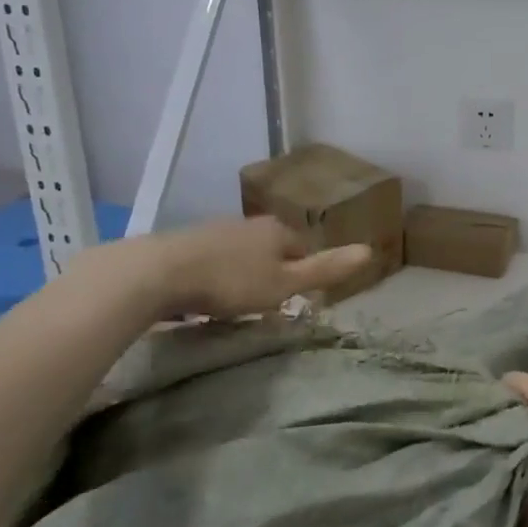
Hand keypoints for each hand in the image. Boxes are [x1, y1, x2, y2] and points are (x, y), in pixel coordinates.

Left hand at [146, 217, 371, 318]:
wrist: (157, 272)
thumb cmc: (230, 281)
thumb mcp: (284, 283)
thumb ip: (325, 269)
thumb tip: (370, 251)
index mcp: (278, 230)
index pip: (303, 248)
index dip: (304, 273)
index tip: (295, 298)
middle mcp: (250, 223)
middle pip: (272, 247)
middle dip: (272, 271)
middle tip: (265, 303)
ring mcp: (216, 229)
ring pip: (241, 252)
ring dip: (242, 272)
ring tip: (235, 302)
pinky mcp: (186, 242)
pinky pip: (212, 258)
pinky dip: (214, 273)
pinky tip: (204, 292)